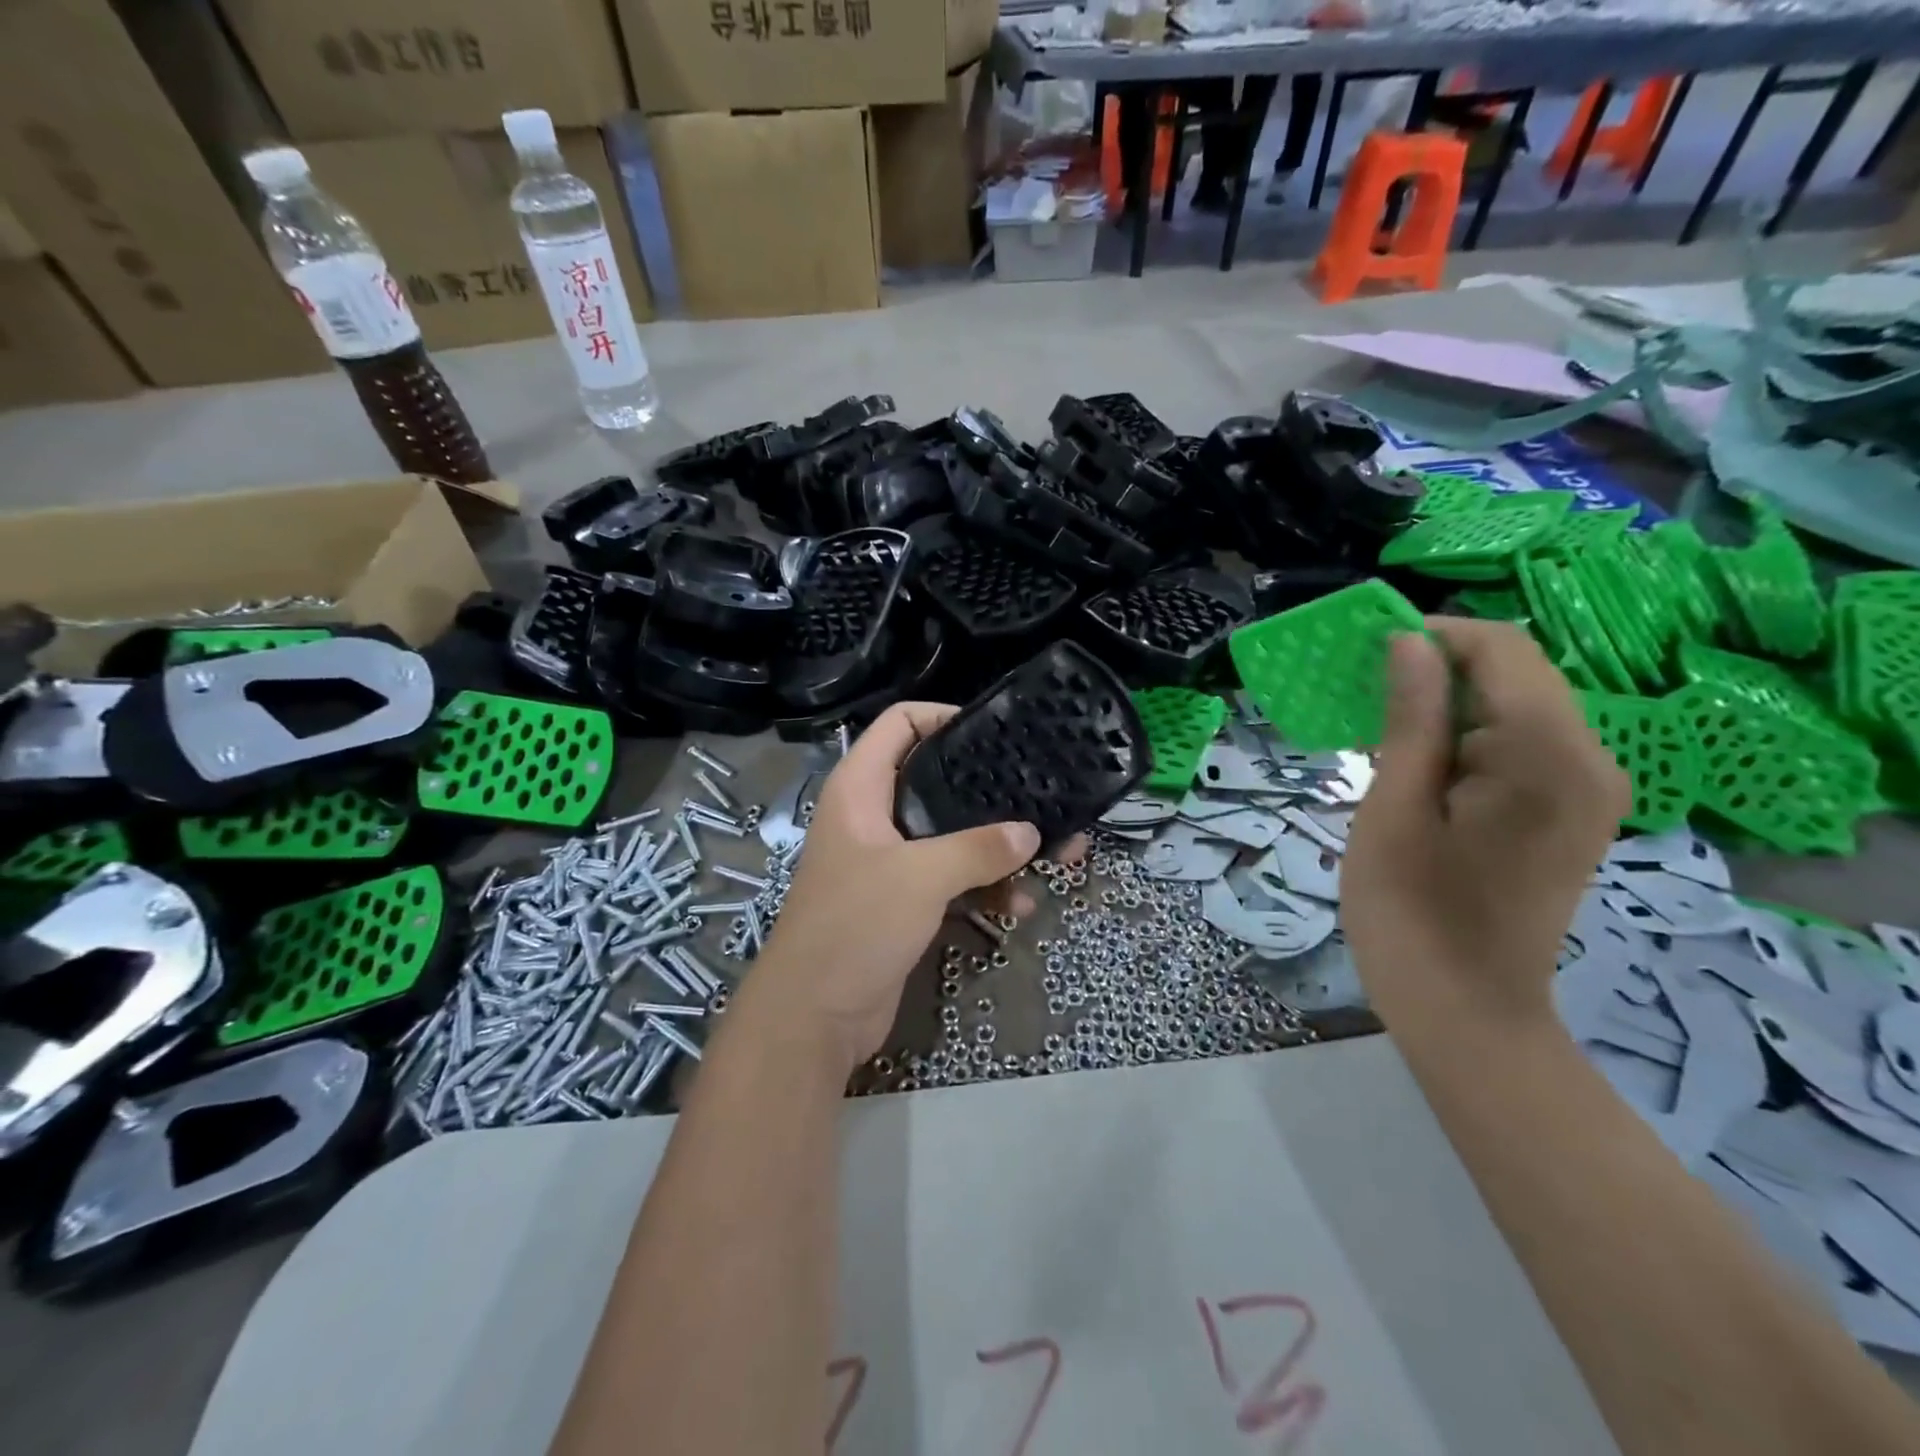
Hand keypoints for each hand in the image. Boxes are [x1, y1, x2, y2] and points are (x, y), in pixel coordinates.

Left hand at [744, 702, 1042, 1072]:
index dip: (943, 716)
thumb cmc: (855, 925)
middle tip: (1042, 794)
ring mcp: (890, 860)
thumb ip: (978, 849)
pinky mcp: (904, 901)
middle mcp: (874, 816)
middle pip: (937, 781)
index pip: (899, 724)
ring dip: (1000, 848)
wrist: (814, 1016)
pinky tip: (1022, 905)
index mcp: (861, 789)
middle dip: (991, 792)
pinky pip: (953, 879)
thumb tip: (1031, 833)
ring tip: (1059, 856)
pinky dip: (985, 887)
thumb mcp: (920, 877)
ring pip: (953, 836)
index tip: (995, 731)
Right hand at [1342, 618, 1628, 1025]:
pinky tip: (1421, 764)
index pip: (1502, 649)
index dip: (1434, 634)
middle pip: (1516, 673)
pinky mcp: (1573, 811)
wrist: (1466, 1013)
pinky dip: (1469, 737)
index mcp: (1547, 757)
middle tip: (1364, 694)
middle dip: (1438, 668)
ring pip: (1517, 706)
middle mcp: (1589, 761)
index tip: (1367, 651)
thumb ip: (1411, 719)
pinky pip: (1523, 744)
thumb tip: (1409, 641)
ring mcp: (1589, 789)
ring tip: (1381, 732)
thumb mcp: (1394, 809)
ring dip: (1449, 704)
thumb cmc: (1411, 914)